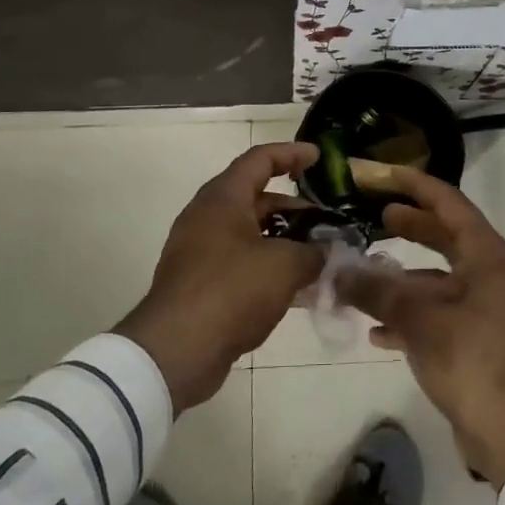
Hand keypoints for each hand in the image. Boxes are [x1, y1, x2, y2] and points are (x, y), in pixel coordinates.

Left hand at [114, 142, 323, 411]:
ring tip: (319, 256)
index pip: (260, 160)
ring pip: (251, 234)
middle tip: (327, 222)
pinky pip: (241, 263)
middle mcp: (207, 217)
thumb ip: (313, 252)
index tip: (318, 158)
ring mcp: (200, 251)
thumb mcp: (285, 266)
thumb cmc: (232, 291)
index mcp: (223, 198)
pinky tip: (297, 289)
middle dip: (294, 208)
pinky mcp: (200, 283)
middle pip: (256, 198)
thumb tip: (325, 251)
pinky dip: (269, 267)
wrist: (176, 350)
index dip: (291, 154)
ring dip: (284, 241)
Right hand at [337, 167, 504, 487]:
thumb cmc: (474, 360)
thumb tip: (341, 270)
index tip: (382, 175)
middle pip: (444, 237)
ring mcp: (483, 308)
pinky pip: (436, 314)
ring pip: (436, 279)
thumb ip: (379, 291)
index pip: (449, 204)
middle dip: (410, 226)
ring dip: (401, 278)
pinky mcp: (474, 340)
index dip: (415, 186)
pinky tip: (375, 331)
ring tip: (362, 275)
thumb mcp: (422, 321)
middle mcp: (488, 275)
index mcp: (487, 257)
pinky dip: (408, 317)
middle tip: (374, 216)